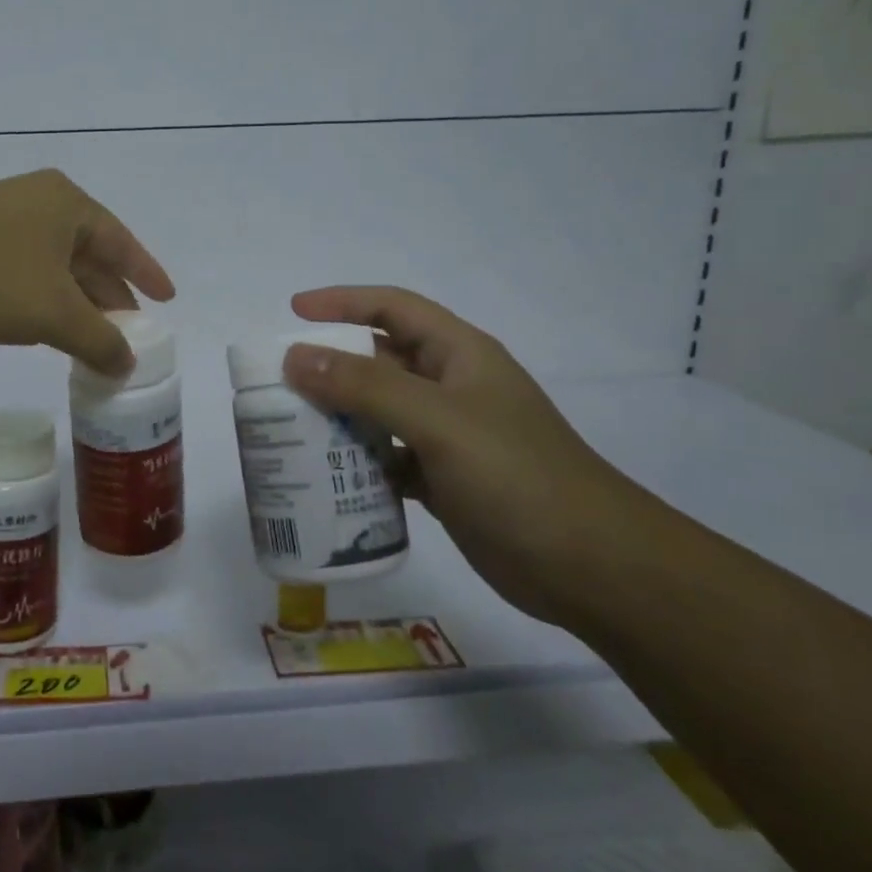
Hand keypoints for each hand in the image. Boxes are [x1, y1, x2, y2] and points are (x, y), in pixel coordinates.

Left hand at [0, 169, 174, 374]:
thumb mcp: (56, 315)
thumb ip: (100, 340)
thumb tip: (127, 364)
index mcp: (66, 204)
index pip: (122, 241)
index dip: (146, 273)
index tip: (167, 298)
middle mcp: (37, 203)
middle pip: (89, 254)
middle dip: (110, 294)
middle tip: (130, 330)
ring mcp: (1, 221)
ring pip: (55, 267)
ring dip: (77, 303)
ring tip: (95, 338)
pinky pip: (25, 273)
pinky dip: (44, 301)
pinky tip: (47, 328)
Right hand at [282, 286, 647, 624]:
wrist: (592, 568)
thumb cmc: (517, 477)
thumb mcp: (438, 421)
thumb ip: (365, 387)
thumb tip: (295, 356)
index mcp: (459, 355)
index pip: (392, 308)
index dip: (343, 302)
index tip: (293, 312)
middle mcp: (451, 388)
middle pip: (379, 361)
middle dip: (330, 365)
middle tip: (279, 382)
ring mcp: (448, 436)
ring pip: (378, 412)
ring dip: (338, 417)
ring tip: (289, 429)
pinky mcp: (443, 480)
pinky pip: (386, 458)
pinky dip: (357, 463)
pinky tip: (327, 478)